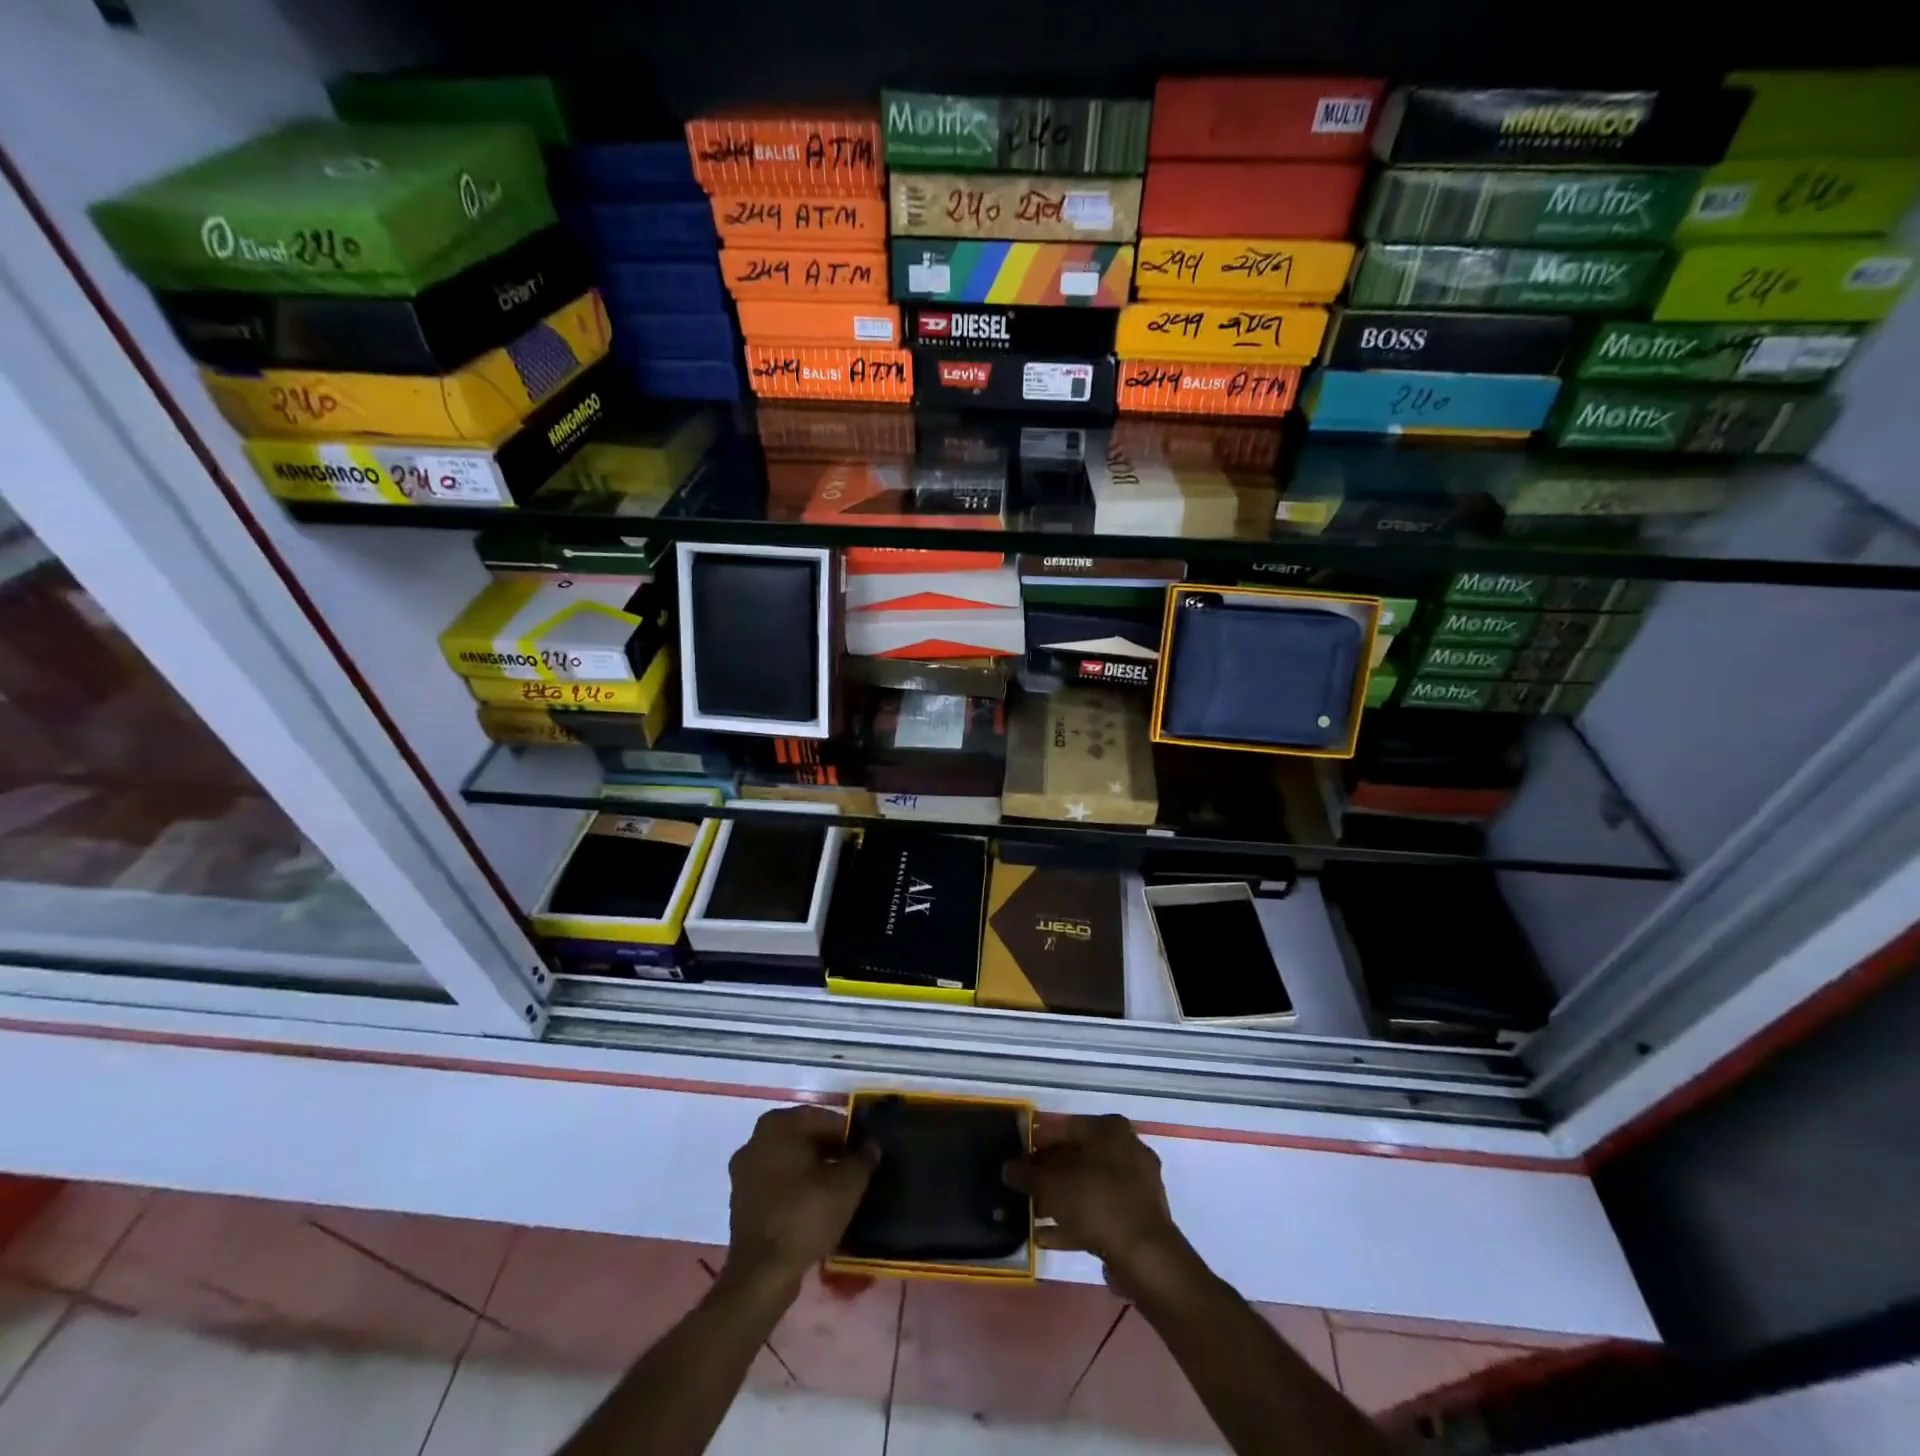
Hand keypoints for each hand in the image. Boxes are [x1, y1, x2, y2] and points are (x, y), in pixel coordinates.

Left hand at [724, 1104, 875, 1291]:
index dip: (849, 1134)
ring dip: (812, 1169)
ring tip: (837, 1189)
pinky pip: (776, 1183)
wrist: (762, 1274)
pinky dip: (795, 1188)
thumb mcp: (848, 1183)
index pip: (823, 1118)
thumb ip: (863, 1158)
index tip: (865, 1152)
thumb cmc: (805, 1214)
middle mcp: (755, 1140)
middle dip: (830, 1151)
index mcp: (778, 1125)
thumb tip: (872, 1145)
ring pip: (789, 1161)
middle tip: (854, 1170)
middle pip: (803, 1137)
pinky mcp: (740, 1201)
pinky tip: (815, 1205)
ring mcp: (743, 1171)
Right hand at [1003, 1114, 1189, 1289]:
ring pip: (1088, 1187)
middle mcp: (1127, 1150)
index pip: (1065, 1127)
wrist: (1145, 1256)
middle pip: (1077, 1158)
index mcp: (1110, 1129)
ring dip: (1059, 1200)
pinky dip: (1074, 1222)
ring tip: (1030, 1214)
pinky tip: (1046, 1237)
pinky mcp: (1138, 1219)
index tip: (1017, 1158)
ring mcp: (1136, 1186)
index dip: (1037, 1142)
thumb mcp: (1052, 1183)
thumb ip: (1027, 1173)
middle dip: (1048, 1174)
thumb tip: (1008, 1168)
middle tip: (1023, 1187)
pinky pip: (1099, 1213)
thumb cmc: (1096, 1201)